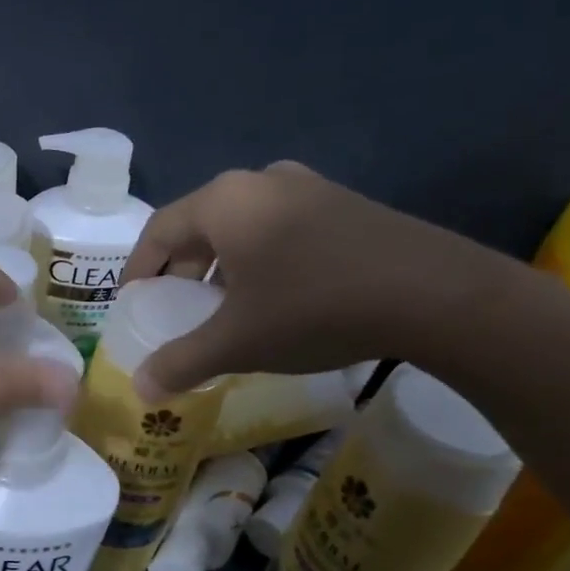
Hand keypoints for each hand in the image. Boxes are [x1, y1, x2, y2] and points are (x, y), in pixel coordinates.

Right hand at [123, 163, 517, 395]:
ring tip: (224, 306)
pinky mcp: (344, 203)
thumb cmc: (313, 308)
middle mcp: (260, 181)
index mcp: (224, 202)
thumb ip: (181, 362)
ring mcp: (308, 187)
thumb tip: (140, 388)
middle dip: (181, 269)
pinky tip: (275, 295)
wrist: (436, 294)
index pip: (158, 231)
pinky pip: (279, 226)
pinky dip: (260, 258)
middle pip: (199, 225)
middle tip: (177, 308)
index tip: (132, 303)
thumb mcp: (238, 342)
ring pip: (241, 226)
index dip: (138, 270)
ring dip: (221, 265)